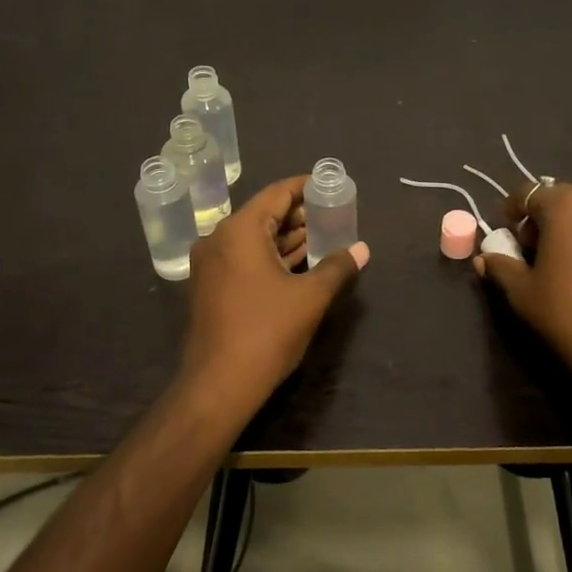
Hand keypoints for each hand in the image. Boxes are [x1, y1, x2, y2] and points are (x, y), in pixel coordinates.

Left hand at [179, 174, 368, 409]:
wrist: (219, 385)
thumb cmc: (266, 332)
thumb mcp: (310, 297)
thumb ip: (337, 267)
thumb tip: (361, 249)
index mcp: (239, 230)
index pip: (277, 194)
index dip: (306, 188)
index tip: (330, 187)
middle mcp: (219, 239)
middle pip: (264, 214)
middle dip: (299, 215)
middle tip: (333, 215)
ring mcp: (211, 265)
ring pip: (254, 239)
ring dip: (286, 238)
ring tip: (323, 237)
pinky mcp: (210, 287)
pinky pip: (244, 259)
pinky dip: (270, 256)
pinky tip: (298, 264)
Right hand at [474, 181, 571, 396]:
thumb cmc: (570, 315)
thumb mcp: (523, 293)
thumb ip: (501, 267)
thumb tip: (484, 258)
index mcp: (566, 206)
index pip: (528, 193)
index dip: (512, 210)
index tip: (507, 233)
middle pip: (563, 199)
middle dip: (545, 218)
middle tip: (536, 250)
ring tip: (569, 261)